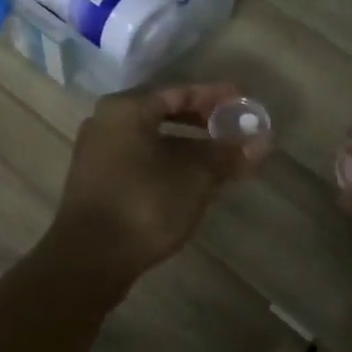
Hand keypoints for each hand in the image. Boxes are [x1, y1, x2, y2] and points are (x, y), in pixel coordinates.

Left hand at [42, 82, 265, 288]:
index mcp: (126, 109)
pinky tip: (188, 179)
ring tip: (218, 156)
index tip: (242, 102)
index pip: (178, 92)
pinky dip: (166, 161)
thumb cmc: (144, 205)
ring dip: (185, 144)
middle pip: (162, 112)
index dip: (214, 97)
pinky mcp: (96, 180)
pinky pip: (138, 158)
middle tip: (232, 128)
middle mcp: (106, 121)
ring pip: (150, 138)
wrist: (89, 258)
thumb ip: (227, 154)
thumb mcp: (194, 177)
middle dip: (200, 121)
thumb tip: (263, 141)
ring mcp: (96, 152)